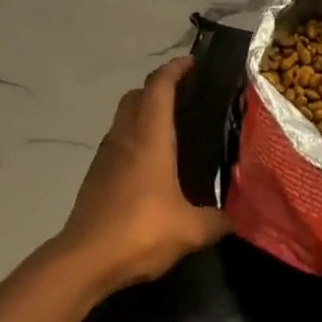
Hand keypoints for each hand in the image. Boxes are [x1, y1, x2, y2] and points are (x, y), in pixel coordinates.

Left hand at [52, 57, 231, 293]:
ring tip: (170, 128)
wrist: (84, 259)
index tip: (192, 63)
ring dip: (143, 111)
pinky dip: (133, 138)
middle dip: (159, 87)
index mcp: (150, 136)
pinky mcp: (95, 174)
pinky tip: (150, 163)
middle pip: (137, 95)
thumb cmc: (140, 232)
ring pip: (123, 116)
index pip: (160, 86)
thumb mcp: (190, 229)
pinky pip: (117, 141)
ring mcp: (106, 154)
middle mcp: (126, 136)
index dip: (175, 69)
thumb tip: (237, 217)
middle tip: (185, 95)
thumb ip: (216, 220)